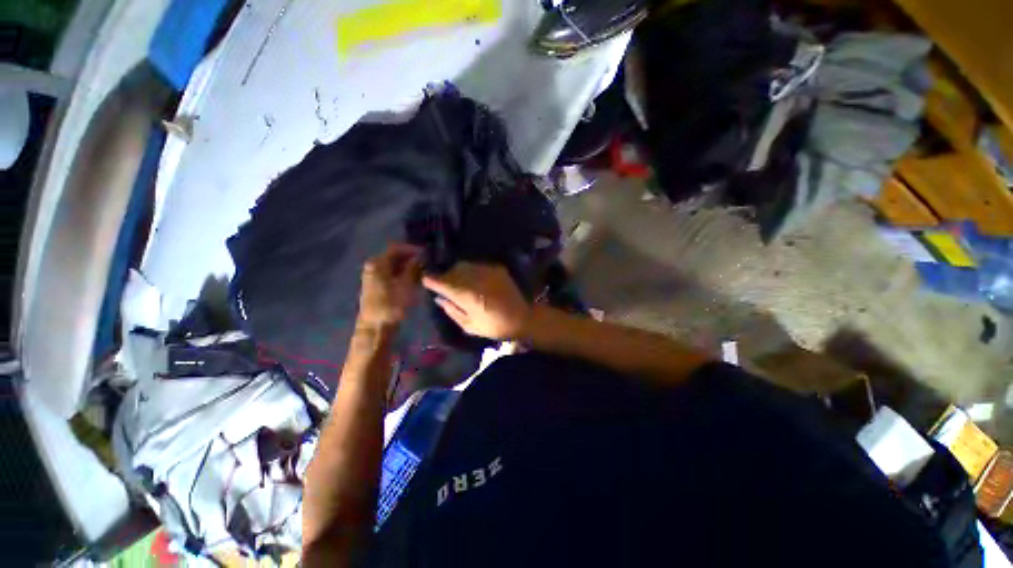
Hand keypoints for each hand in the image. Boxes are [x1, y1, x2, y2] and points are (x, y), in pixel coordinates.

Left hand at [357, 243, 422, 330]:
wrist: (376, 328)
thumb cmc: (392, 305)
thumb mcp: (406, 285)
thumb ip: (413, 268)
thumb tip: (420, 256)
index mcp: (378, 263)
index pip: (397, 248)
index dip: (413, 249)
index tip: (427, 253)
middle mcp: (373, 266)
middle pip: (394, 256)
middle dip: (411, 257)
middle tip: (427, 263)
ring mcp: (373, 276)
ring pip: (393, 265)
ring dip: (408, 266)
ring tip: (423, 271)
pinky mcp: (376, 286)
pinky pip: (391, 274)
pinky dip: (403, 274)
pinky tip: (414, 280)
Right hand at [422, 263, 530, 339]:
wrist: (523, 318)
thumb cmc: (495, 326)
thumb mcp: (470, 326)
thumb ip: (451, 311)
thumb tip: (438, 298)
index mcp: (466, 295)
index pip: (442, 282)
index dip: (431, 280)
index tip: (425, 281)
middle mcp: (475, 279)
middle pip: (452, 271)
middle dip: (444, 276)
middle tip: (443, 285)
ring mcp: (487, 271)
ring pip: (464, 265)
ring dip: (457, 272)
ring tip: (458, 282)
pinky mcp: (496, 268)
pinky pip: (477, 266)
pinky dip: (471, 271)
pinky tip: (474, 280)